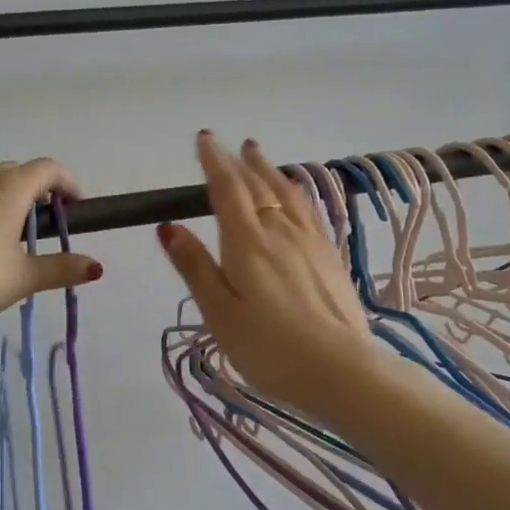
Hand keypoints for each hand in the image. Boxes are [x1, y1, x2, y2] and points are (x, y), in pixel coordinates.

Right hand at [158, 133, 382, 420]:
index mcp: (247, 242)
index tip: (205, 139)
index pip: (227, 189)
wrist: (341, 370)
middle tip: (231, 144)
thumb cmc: (269, 348)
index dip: (214, 162)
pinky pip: (309, 210)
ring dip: (270, 171)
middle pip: (259, 186)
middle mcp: (280, 231)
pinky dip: (296, 193)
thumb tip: (168, 226)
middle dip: (241, 162)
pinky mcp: (330, 258)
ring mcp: (311, 242)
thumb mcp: (219, 312)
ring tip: (260, 156)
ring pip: (287, 194)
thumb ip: (195, 267)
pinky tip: (297, 196)